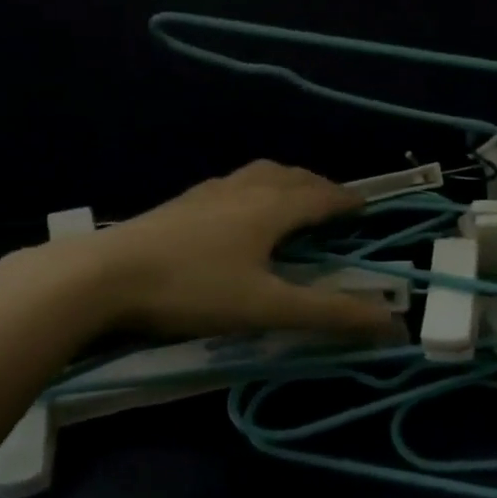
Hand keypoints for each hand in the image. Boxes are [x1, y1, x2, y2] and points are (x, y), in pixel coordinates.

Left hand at [9, 161, 396, 340]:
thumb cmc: (194, 288)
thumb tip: (391, 323)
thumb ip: (328, 314)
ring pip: (260, 174)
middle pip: (292, 177)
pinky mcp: (182, 202)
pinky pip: (233, 183)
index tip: (366, 206)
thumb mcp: (266, 308)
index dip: (347, 200)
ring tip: (291, 198)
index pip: (321, 196)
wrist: (105, 274)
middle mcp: (245, 189)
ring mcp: (210, 191)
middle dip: (318, 187)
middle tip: (333, 205)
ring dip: (286, 181)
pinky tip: (237, 208)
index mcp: (272, 207)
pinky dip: (254, 187)